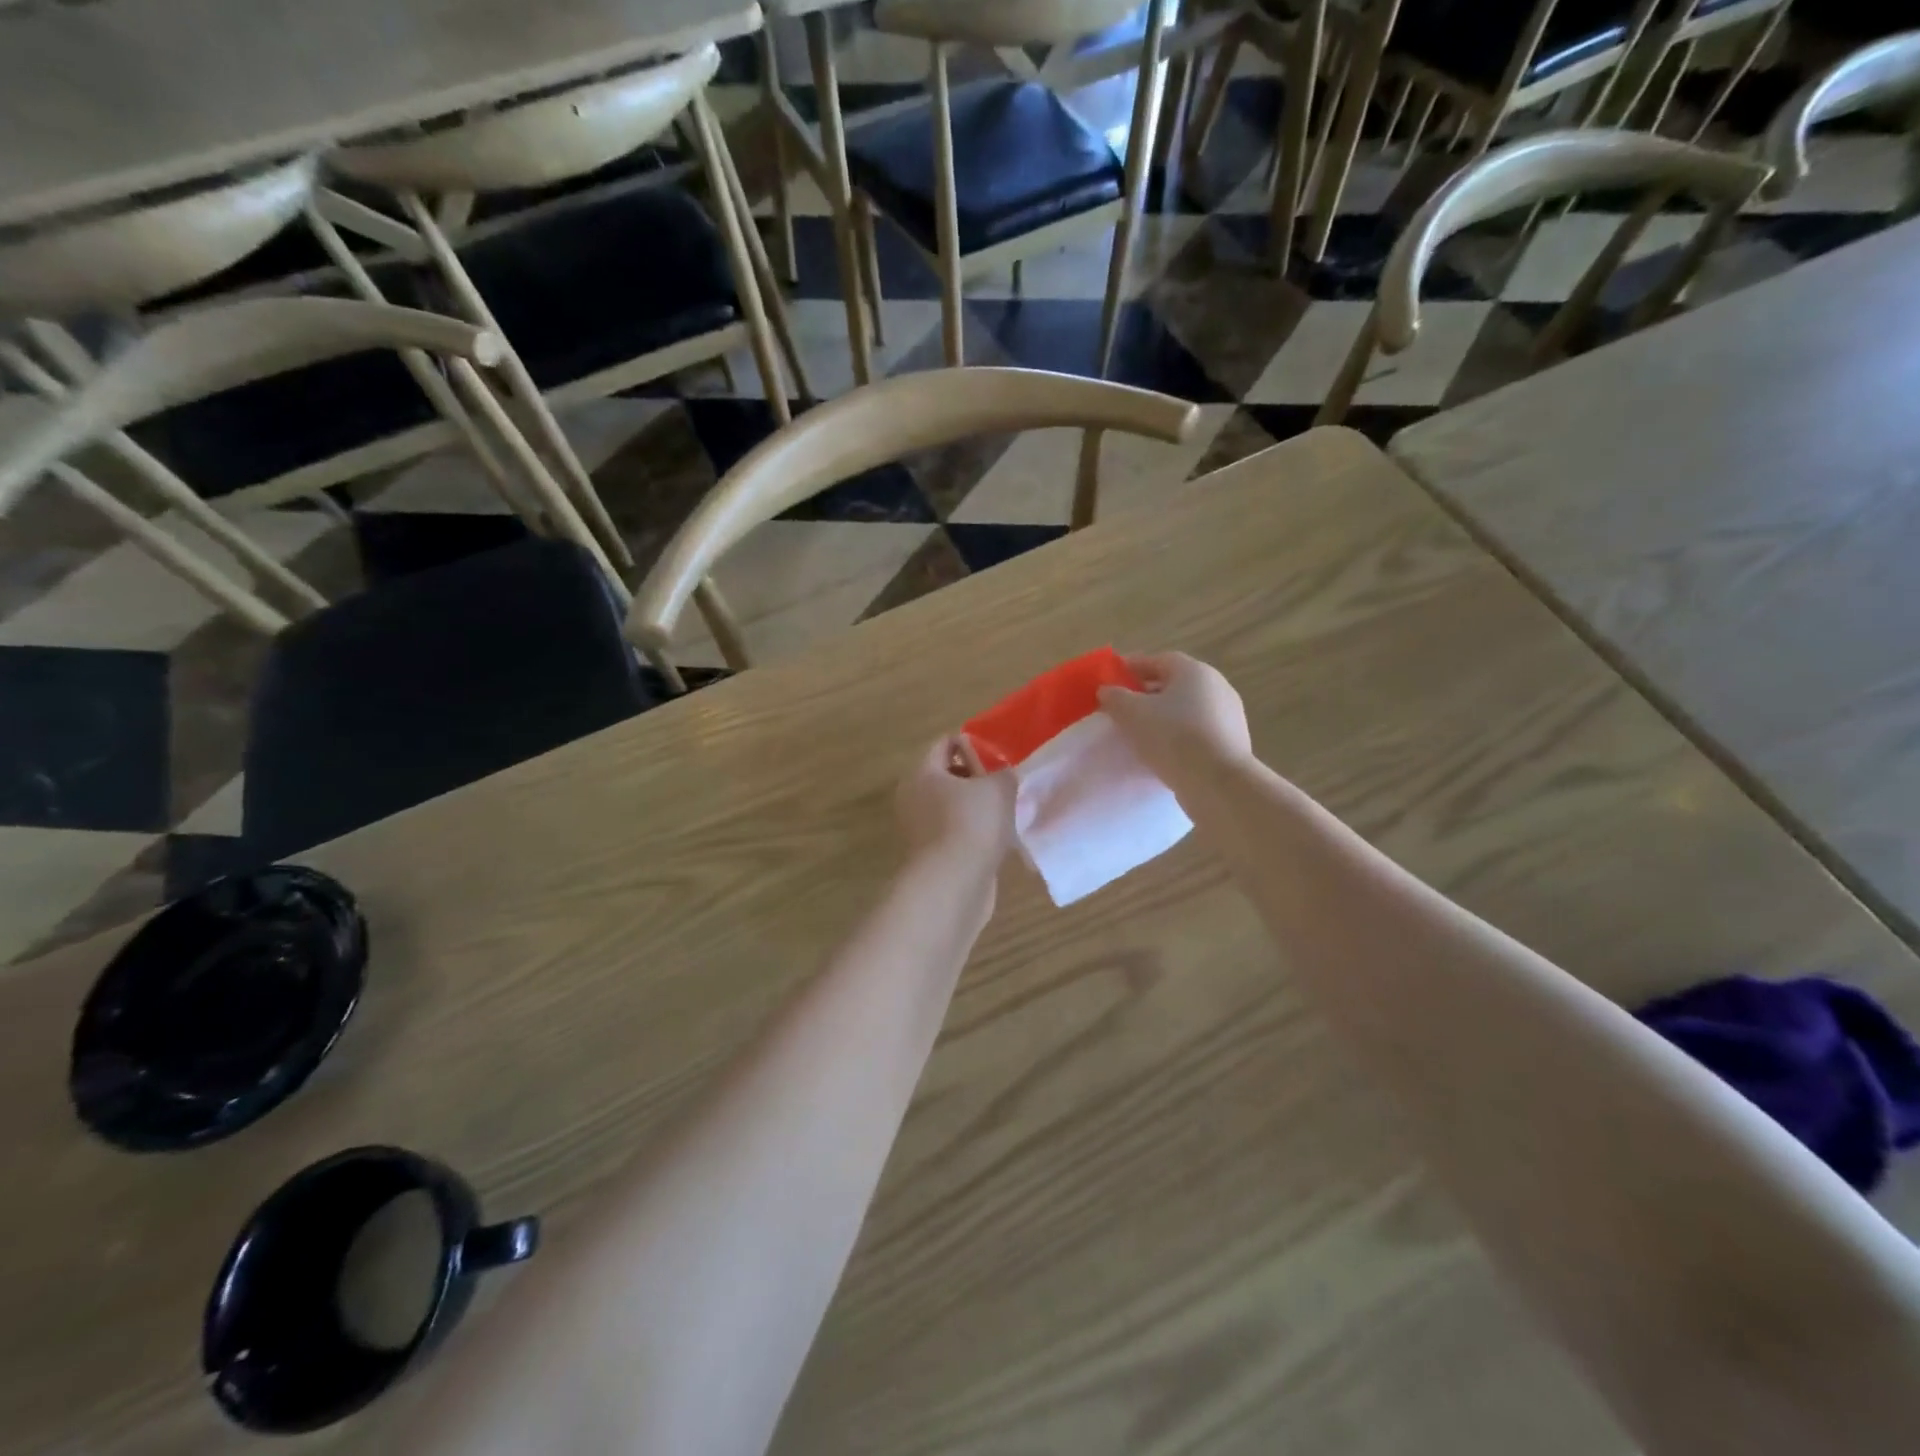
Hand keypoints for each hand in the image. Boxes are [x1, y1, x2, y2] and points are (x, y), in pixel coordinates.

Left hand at [894, 735, 1016, 867]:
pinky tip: (996, 840)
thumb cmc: (972, 823)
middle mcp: (913, 796)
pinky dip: (972, 833)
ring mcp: (918, 828)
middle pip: (946, 776)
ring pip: (951, 807)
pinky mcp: (929, 855)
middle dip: (975, 778)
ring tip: (1006, 813)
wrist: (952, 884)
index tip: (998, 755)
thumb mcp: (999, 788)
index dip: (972, 744)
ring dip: (976, 808)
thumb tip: (1002, 776)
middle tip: (1004, 785)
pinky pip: (954, 833)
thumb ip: (1004, 773)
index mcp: (922, 771)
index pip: (945, 744)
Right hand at [1097, 652, 1253, 787]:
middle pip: (1175, 684)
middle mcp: (1217, 686)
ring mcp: (1229, 714)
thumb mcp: (1132, 714)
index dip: (1133, 668)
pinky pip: (1199, 730)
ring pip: (1188, 708)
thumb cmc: (1173, 737)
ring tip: (1141, 733)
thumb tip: (1107, 690)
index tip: (1113, 680)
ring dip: (1165, 715)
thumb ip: (1115, 697)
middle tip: (1124, 707)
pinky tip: (1165, 751)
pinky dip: (1180, 734)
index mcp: (1194, 671)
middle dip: (1148, 693)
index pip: (1158, 660)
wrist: (1218, 781)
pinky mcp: (1233, 741)